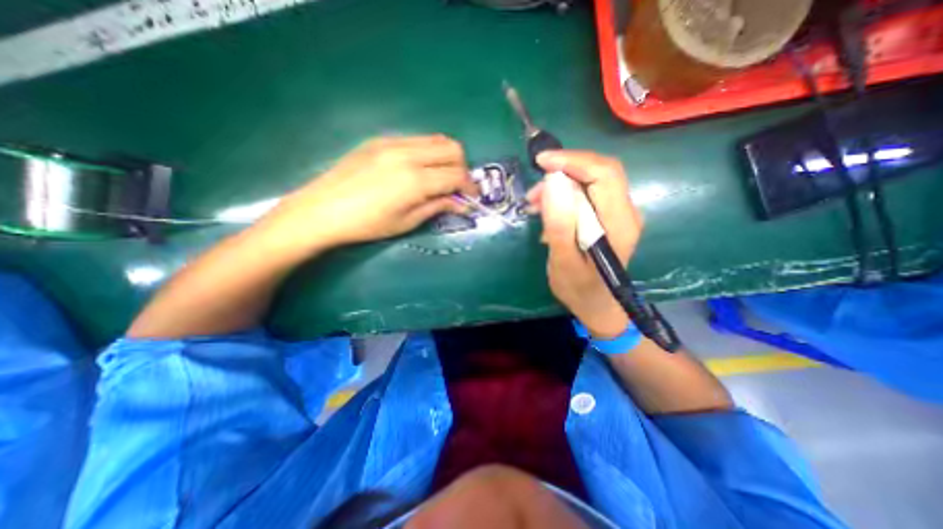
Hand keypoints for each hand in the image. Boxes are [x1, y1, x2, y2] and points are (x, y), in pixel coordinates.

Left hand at [257, 135, 470, 251]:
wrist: (322, 209)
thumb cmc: (367, 224)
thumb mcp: (406, 222)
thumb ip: (437, 207)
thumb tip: (460, 203)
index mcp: (415, 180)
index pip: (456, 176)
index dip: (470, 188)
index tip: (472, 198)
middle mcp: (408, 154)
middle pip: (452, 149)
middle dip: (462, 168)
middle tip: (457, 188)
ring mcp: (393, 143)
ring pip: (436, 139)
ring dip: (447, 158)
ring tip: (441, 178)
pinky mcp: (380, 140)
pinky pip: (417, 140)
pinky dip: (428, 153)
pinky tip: (419, 170)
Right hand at [527, 150, 645, 339]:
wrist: (597, 306)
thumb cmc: (579, 289)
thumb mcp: (563, 260)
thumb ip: (560, 224)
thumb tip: (553, 182)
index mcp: (619, 223)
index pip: (604, 174)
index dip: (573, 160)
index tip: (542, 162)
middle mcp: (626, 212)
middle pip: (600, 172)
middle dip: (564, 171)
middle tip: (534, 190)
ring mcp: (618, 213)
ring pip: (592, 181)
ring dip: (561, 184)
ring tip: (534, 203)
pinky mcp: (608, 217)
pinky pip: (587, 194)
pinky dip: (564, 195)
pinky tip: (546, 209)